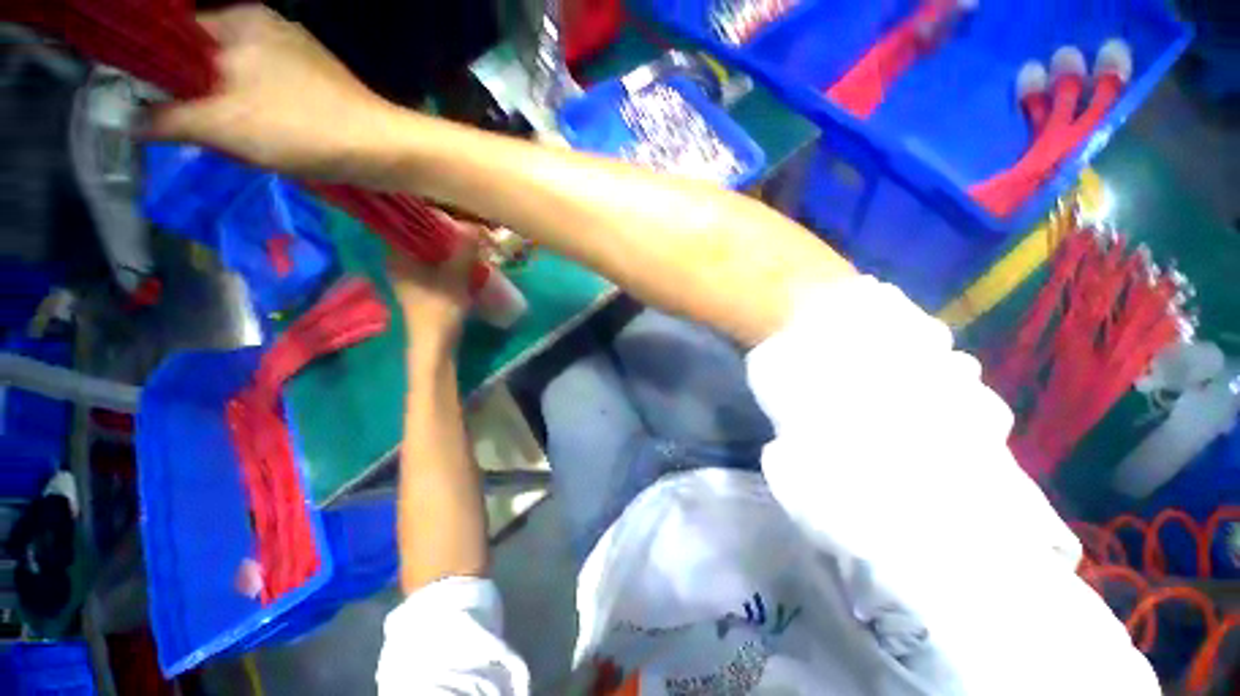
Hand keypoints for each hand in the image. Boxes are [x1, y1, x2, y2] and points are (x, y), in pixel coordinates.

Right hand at [147, 5, 395, 180]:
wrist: (384, 151)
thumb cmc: (303, 128)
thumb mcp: (223, 123)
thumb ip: (170, 117)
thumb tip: (132, 120)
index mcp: (238, 20)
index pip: (172, 34)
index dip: (152, 69)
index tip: (146, 103)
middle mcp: (263, 28)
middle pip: (202, 58)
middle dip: (191, 95)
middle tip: (191, 127)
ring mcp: (292, 55)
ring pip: (232, 79)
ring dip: (221, 109)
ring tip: (229, 136)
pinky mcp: (312, 84)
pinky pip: (263, 94)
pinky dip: (251, 115)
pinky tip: (258, 137)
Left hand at [388, 218, 481, 351]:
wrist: (436, 343)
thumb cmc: (440, 309)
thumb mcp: (455, 277)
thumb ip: (464, 250)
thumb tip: (474, 224)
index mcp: (397, 255)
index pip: (405, 221)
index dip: (425, 212)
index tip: (447, 207)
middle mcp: (398, 260)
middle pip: (418, 234)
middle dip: (442, 227)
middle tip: (464, 222)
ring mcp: (410, 273)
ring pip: (427, 248)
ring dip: (447, 242)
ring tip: (468, 237)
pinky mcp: (422, 284)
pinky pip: (434, 260)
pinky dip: (448, 256)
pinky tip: (464, 256)